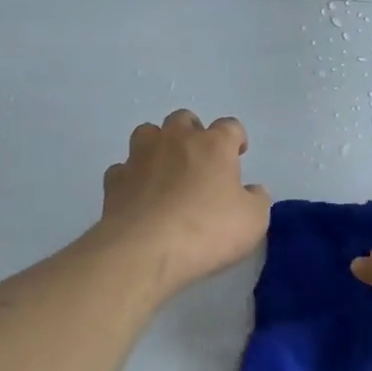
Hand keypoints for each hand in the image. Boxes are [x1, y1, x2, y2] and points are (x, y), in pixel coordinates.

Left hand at [98, 111, 271, 296]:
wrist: (145, 250)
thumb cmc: (207, 230)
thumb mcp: (253, 221)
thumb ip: (257, 199)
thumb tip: (252, 190)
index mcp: (214, 145)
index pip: (230, 126)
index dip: (236, 138)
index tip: (238, 155)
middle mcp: (175, 141)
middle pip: (184, 119)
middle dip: (194, 134)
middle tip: (200, 160)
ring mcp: (140, 157)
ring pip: (148, 133)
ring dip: (158, 145)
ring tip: (166, 170)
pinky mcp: (115, 180)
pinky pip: (124, 168)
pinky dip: (132, 177)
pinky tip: (139, 196)